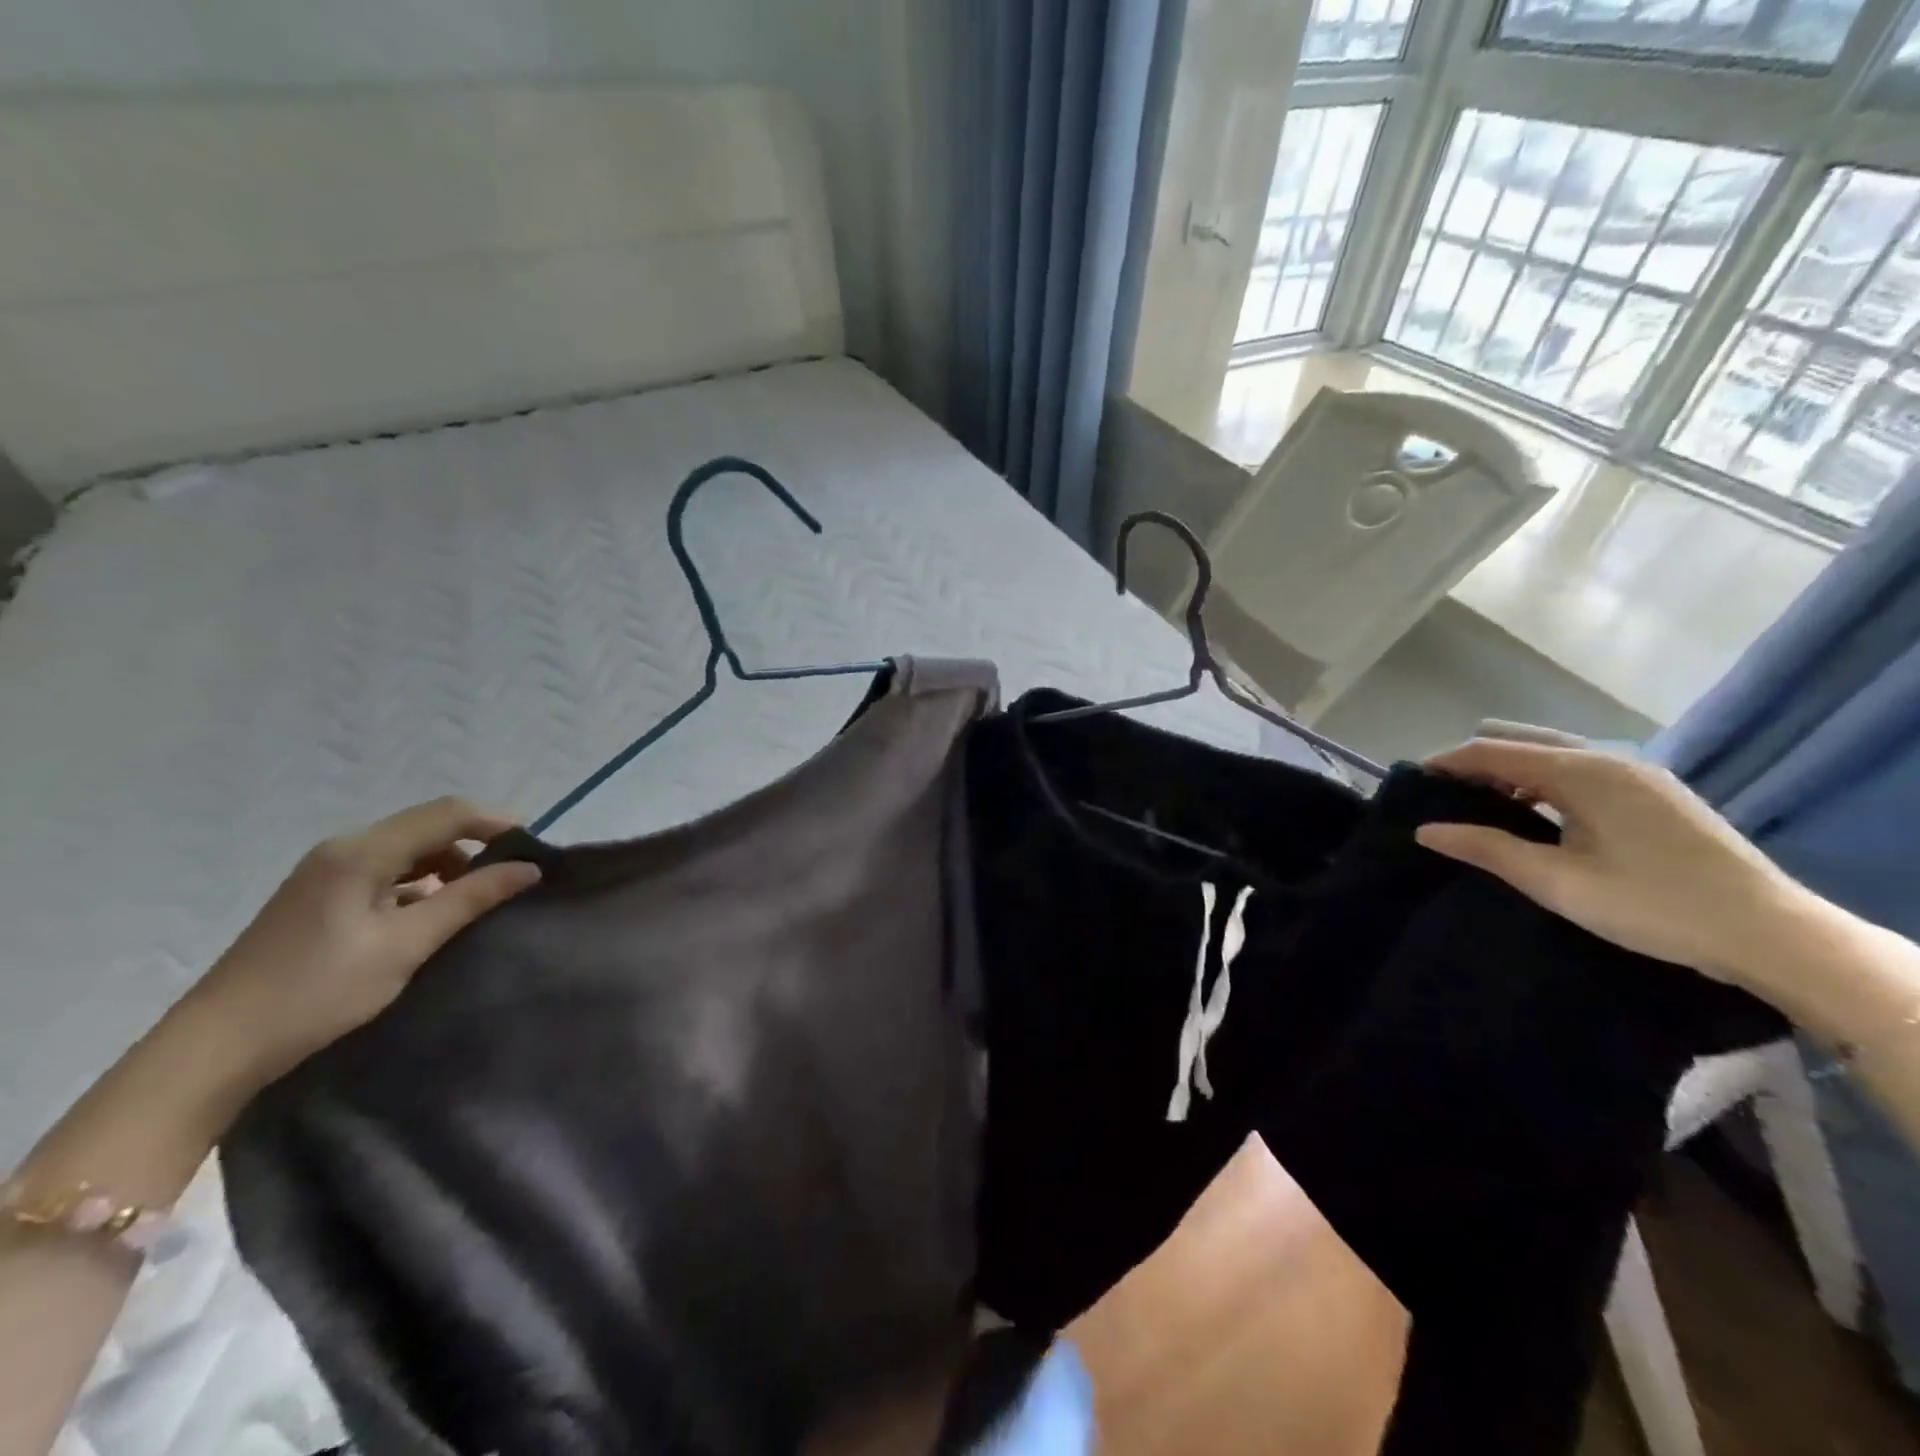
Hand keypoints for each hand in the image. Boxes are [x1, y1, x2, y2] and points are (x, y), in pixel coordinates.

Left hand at [174, 798, 540, 1094]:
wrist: (214, 1050)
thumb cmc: (318, 992)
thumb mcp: (406, 945)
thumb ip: (470, 899)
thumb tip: (528, 869)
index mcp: (361, 852)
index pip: (447, 814)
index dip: (497, 823)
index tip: (536, 850)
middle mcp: (343, 850)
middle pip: (427, 827)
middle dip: (477, 843)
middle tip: (516, 875)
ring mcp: (326, 874)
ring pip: (407, 851)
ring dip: (449, 865)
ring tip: (480, 898)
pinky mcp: (320, 899)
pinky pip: (385, 873)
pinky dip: (420, 883)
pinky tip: (433, 914)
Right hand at [1415, 738, 1805, 990]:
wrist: (1774, 934)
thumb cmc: (1652, 904)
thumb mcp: (1557, 881)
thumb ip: (1486, 848)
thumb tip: (1425, 830)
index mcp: (1581, 770)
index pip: (1492, 750)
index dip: (1447, 762)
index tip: (1411, 781)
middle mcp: (1608, 758)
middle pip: (1521, 740)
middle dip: (1477, 759)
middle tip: (1444, 793)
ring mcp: (1639, 773)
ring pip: (1554, 752)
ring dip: (1512, 769)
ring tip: (1484, 804)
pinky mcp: (1657, 792)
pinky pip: (1582, 768)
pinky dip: (1546, 779)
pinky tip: (1540, 813)